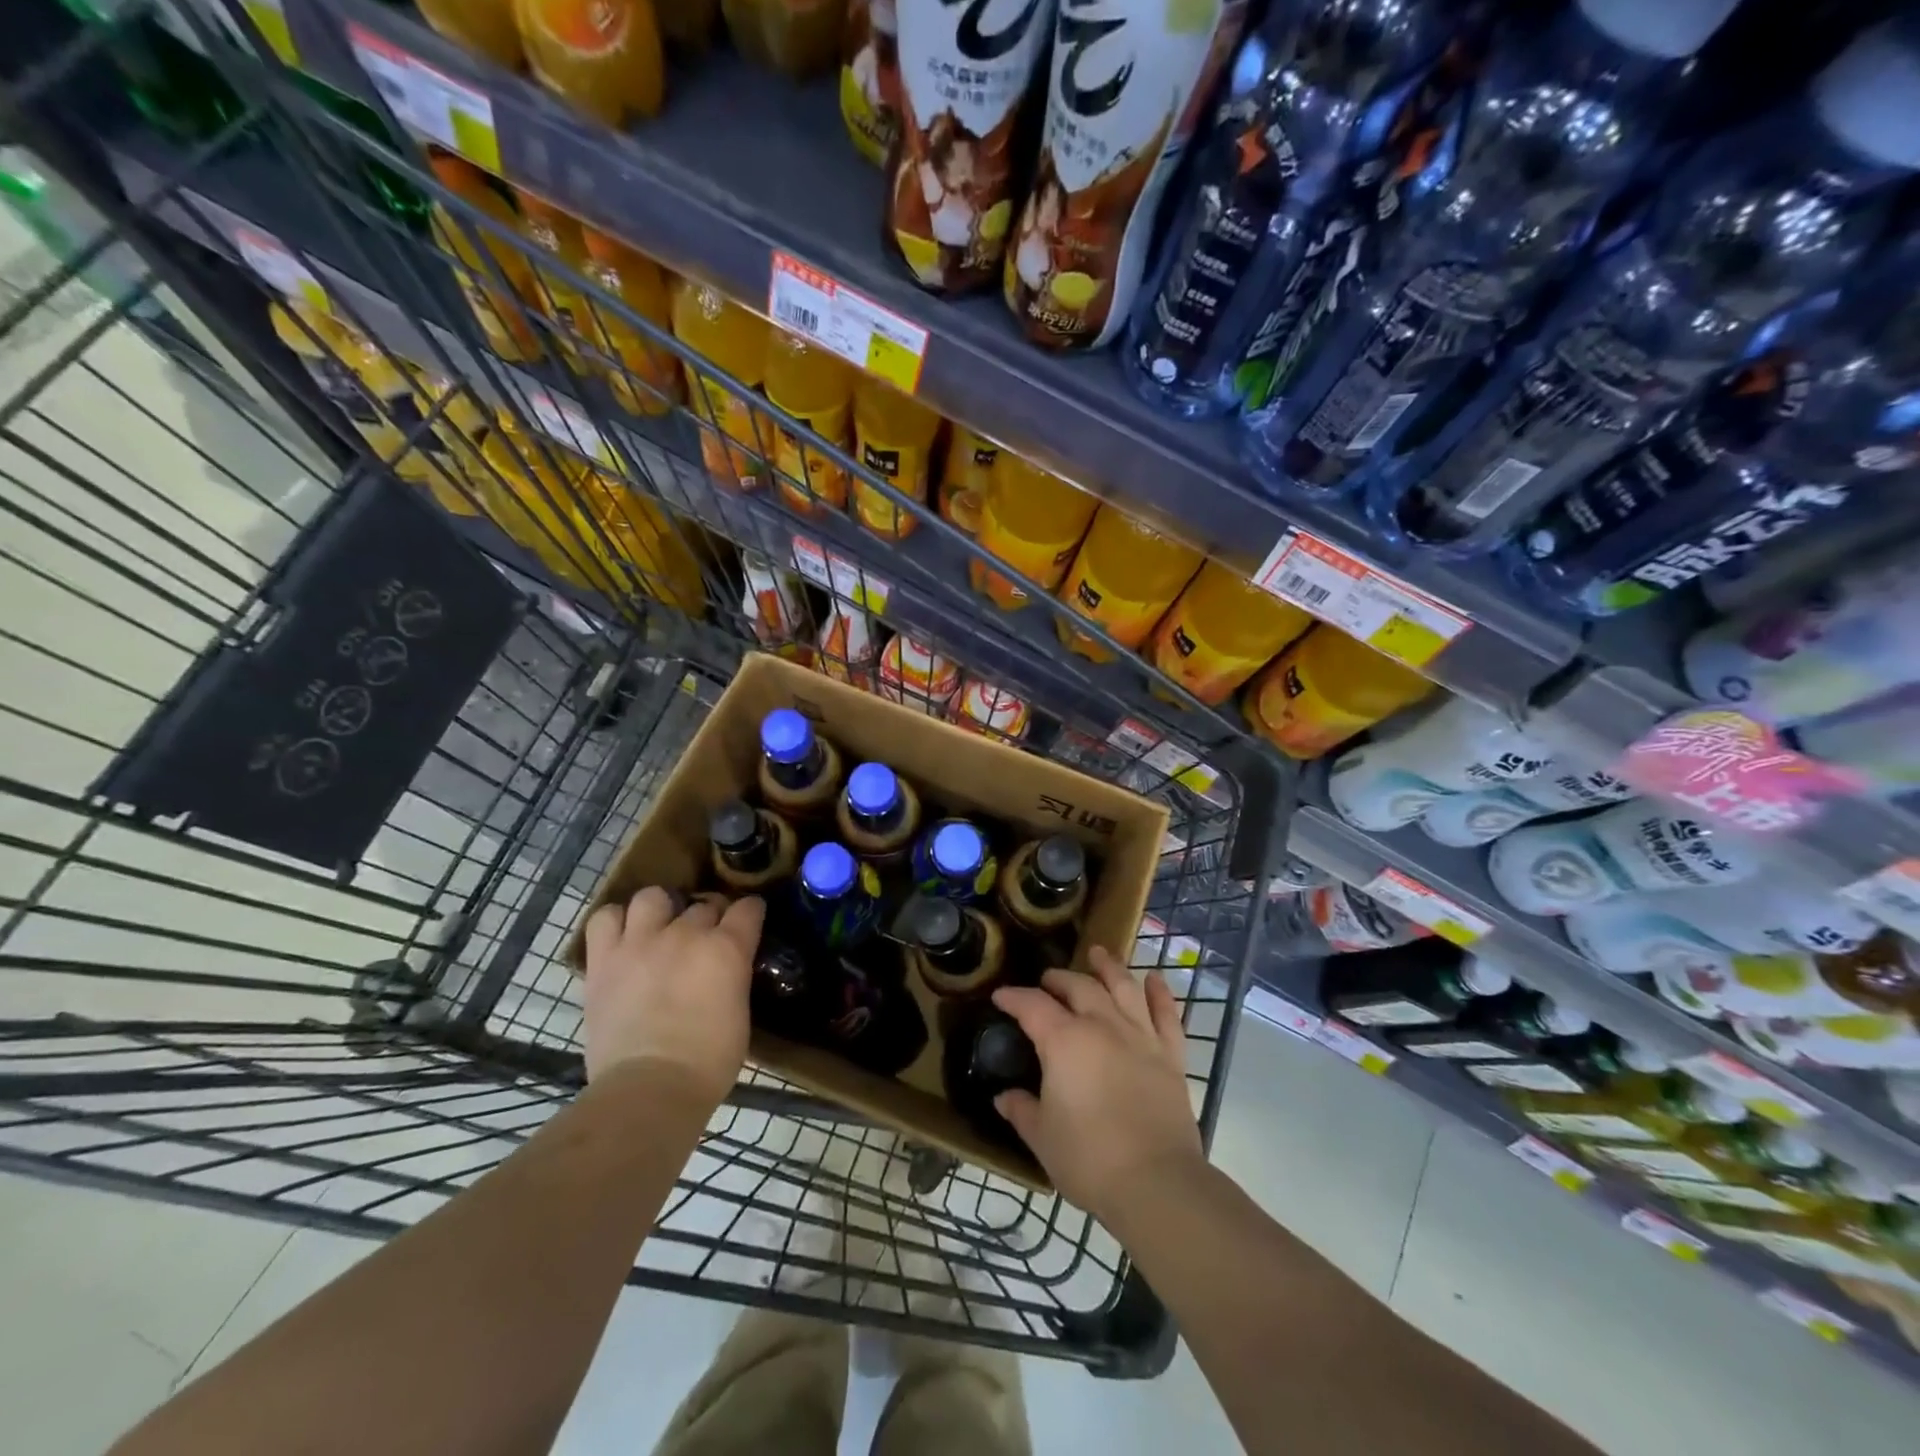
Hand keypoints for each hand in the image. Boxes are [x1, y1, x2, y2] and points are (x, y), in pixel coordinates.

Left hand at [581, 887, 764, 1106]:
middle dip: (709, 917)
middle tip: (703, 941)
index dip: (750, 913)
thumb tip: (726, 971)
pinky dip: (615, 922)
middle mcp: (686, 933)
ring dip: (660, 910)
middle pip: (703, 904)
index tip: (748, 922)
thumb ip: (733, 978)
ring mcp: (642, 942)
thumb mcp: (740, 1012)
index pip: (748, 908)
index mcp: (727, 948)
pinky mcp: (604, 959)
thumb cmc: (708, 1061)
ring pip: (652, 897)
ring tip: (659, 930)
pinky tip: (623, 938)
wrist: (650, 1088)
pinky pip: (605, 918)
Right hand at [991, 946, 1201, 1223]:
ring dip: (1109, 967)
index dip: (1014, 997)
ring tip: (1098, 953)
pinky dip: (1161, 994)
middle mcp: (1102, 1025)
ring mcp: (1141, 1036)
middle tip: (1046, 981)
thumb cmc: (1089, 1159)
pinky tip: (1154, 979)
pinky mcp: (1171, 1055)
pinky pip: (1167, 1014)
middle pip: (1078, 987)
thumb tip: (1004, 1097)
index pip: (1032, 1006)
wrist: (1156, 1182)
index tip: (1001, 996)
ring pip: (1123, 987)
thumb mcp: (1042, 1137)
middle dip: (1058, 980)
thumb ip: (1021, 1110)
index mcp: (1064, 1041)